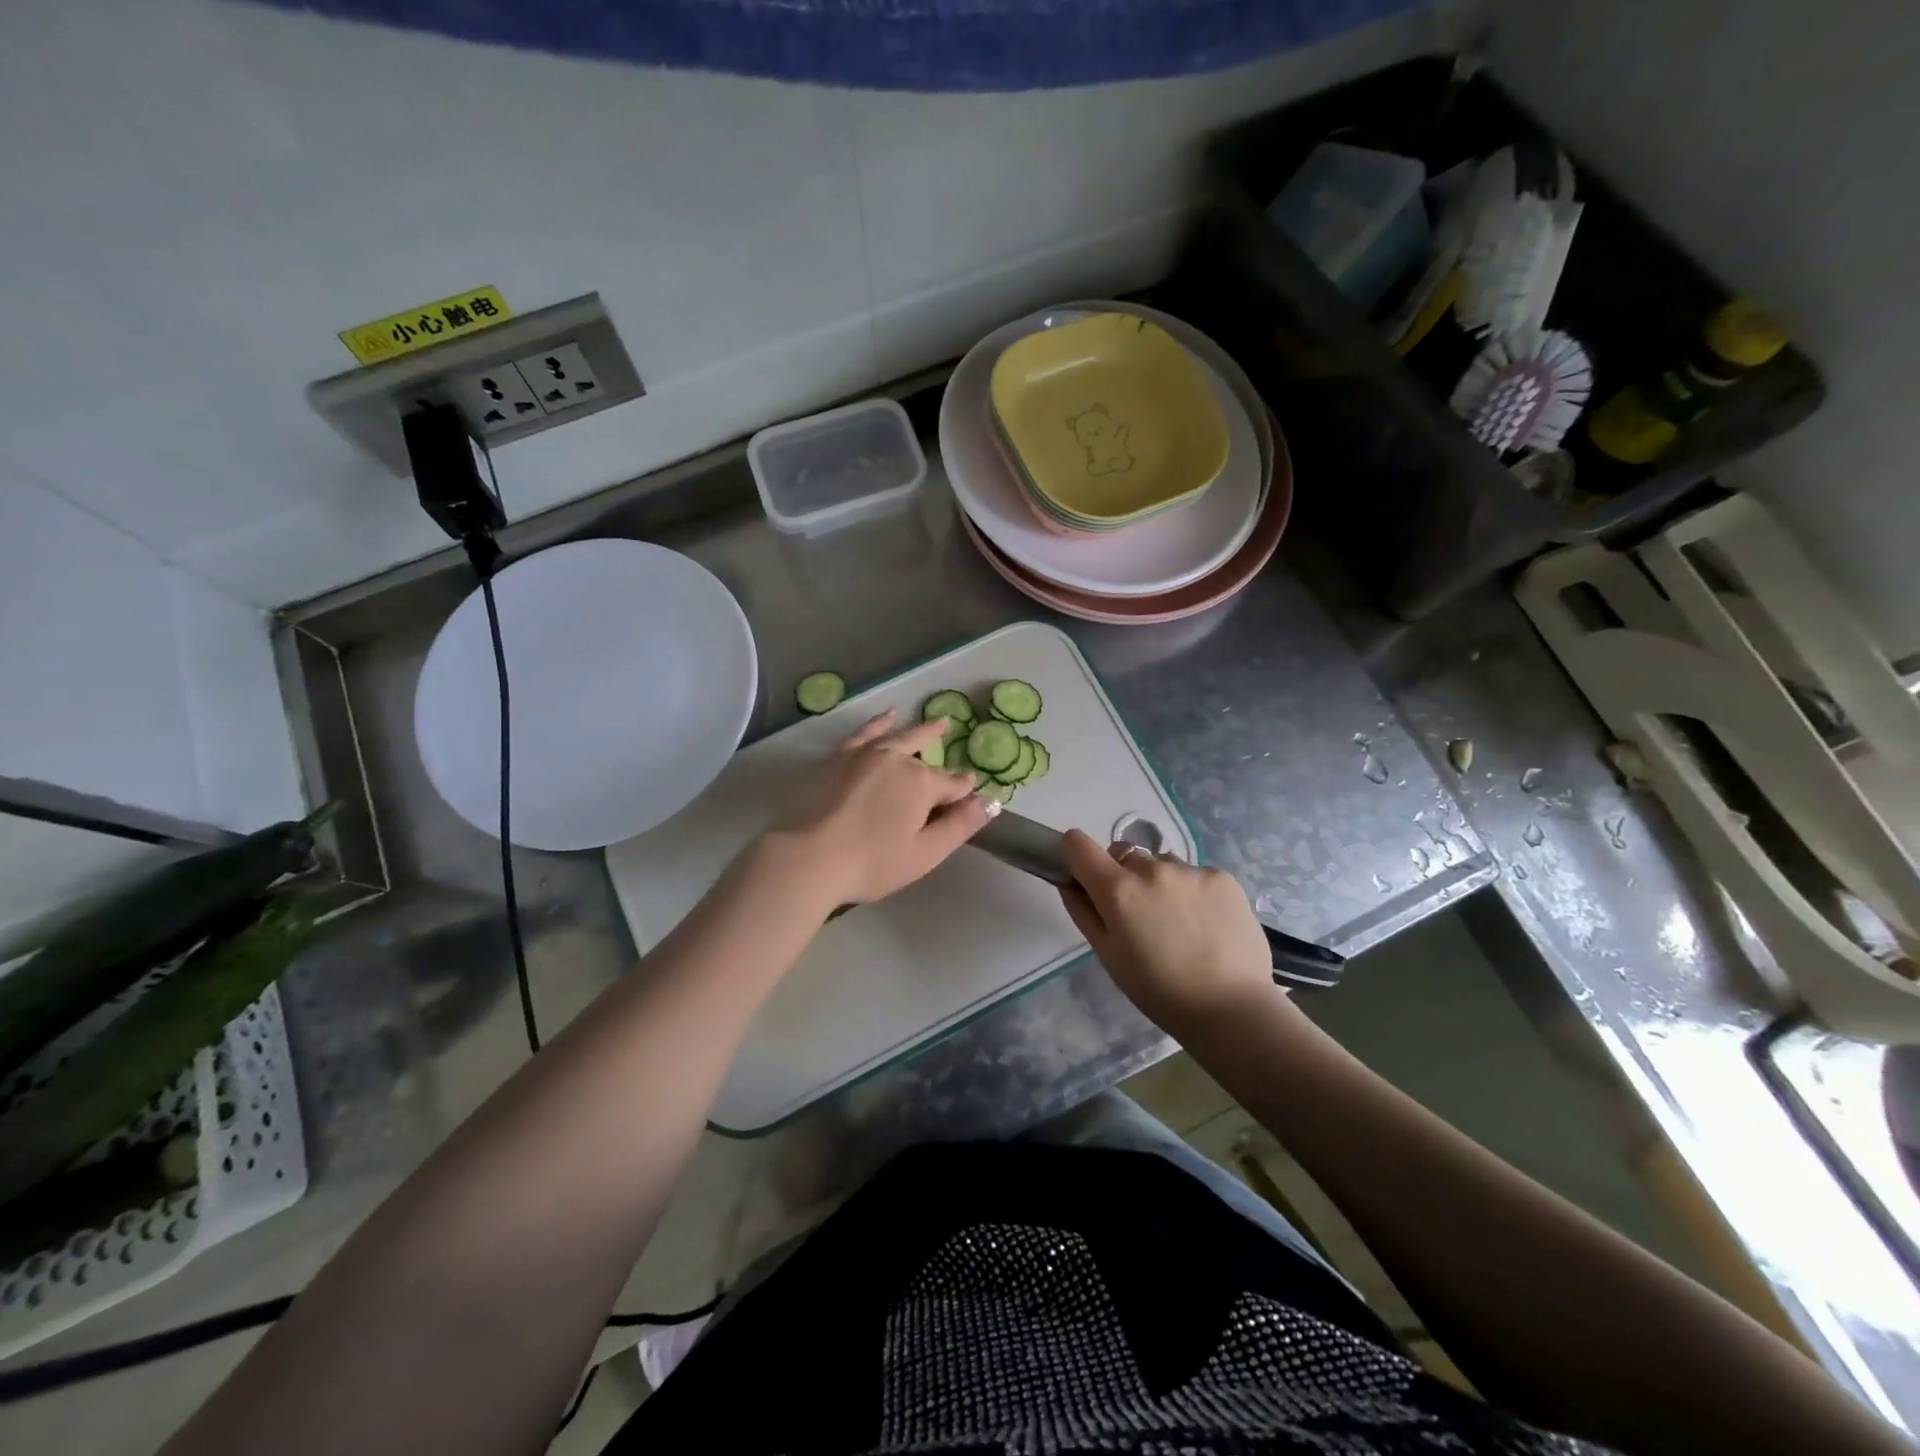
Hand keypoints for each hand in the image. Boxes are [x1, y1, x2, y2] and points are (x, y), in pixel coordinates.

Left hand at [761, 710, 990, 910]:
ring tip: (936, 723)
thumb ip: (960, 825)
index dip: (964, 793)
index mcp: (922, 783)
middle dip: (942, 753)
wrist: (810, 857)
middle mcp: (897, 759)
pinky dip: (879, 724)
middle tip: (953, 743)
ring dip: (920, 731)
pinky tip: (887, 717)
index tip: (970, 800)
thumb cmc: (873, 862)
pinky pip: (865, 733)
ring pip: (900, 737)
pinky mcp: (839, 758)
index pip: (954, 784)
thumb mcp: (926, 853)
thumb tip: (991, 801)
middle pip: (926, 756)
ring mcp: (866, 754)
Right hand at [1059, 829, 1275, 1036]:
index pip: (1078, 843)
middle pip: (1123, 855)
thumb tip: (1069, 883)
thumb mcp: (1109, 956)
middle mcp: (1151, 869)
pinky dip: (1193, 891)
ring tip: (1179, 923)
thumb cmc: (1159, 991)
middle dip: (1123, 877)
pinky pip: (1194, 874)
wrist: (1232, 1008)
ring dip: (1160, 883)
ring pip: (1161, 863)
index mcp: (1117, 890)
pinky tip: (1205, 924)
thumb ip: (1084, 912)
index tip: (1085, 877)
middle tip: (1139, 916)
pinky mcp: (1222, 876)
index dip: (1076, 856)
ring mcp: (1190, 870)